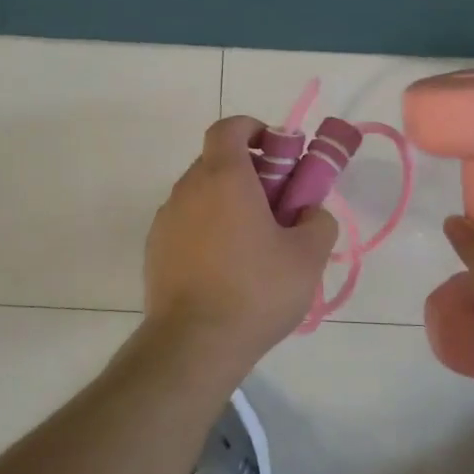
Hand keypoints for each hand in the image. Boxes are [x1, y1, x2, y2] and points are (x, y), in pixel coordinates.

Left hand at [143, 116, 339, 364]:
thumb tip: (309, 212)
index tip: (277, 150)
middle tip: (278, 204)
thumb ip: (318, 221)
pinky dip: (208, 230)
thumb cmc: (256, 291)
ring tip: (255, 243)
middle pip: (217, 161)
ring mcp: (166, 220)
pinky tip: (227, 268)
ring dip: (228, 203)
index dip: (254, 128)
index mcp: (224, 177)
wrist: (194, 344)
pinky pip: (187, 225)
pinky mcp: (155, 251)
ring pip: (201, 195)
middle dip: (249, 172)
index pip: (229, 128)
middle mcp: (188, 189)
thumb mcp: (308, 256)